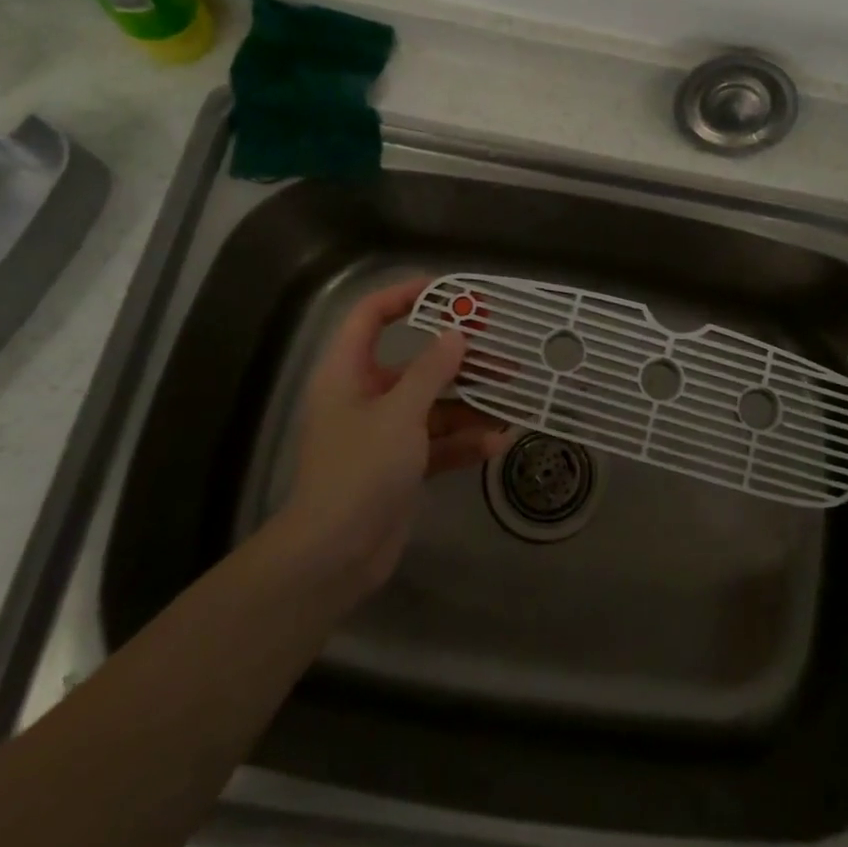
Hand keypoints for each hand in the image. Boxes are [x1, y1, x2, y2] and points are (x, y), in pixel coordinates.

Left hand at [265, 275, 510, 599]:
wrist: (335, 555)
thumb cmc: (360, 469)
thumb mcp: (401, 413)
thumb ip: (432, 370)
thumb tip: (456, 335)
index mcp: (348, 373)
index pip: (371, 316)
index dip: (405, 295)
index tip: (449, 292)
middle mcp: (365, 397)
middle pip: (415, 364)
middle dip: (459, 362)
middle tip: (502, 354)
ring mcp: (384, 434)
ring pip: (434, 406)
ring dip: (471, 407)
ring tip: (512, 404)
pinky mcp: (400, 466)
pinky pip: (437, 442)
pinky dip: (464, 442)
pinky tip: (497, 444)